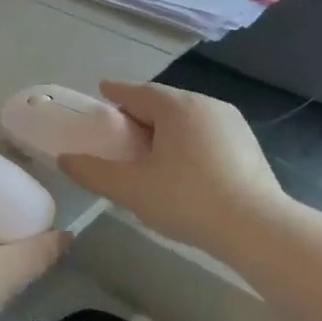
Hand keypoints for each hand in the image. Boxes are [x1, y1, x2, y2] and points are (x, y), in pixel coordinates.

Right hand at [58, 82, 286, 254]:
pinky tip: (182, 167)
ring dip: (164, 129)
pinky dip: (187, 141)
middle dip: (139, 114)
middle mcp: (206, 104)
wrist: (257, 228)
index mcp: (176, 107)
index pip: (137, 92)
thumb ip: (93, 172)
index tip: (102, 92)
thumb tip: (64, 159)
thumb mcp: (131, 190)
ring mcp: (231, 123)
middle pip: (163, 103)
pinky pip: (205, 133)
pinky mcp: (247, 144)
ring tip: (149, 153)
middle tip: (120, 133)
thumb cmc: (187, 201)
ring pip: (187, 118)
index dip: (115, 93)